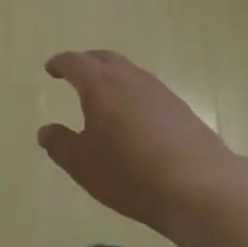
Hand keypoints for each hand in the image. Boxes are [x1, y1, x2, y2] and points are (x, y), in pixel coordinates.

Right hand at [39, 49, 230, 238]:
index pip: (75, 62)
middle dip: (86, 63)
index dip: (60, 64)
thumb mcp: (82, 164)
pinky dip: (133, 95)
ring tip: (104, 96)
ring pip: (129, 72)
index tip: (50, 69)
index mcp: (100, 85)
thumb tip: (46, 131)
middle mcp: (129, 79)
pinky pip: (148, 91)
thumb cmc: (130, 173)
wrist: (201, 187)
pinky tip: (134, 119)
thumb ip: (59, 144)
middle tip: (75, 74)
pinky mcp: (181, 110)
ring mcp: (159, 92)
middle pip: (104, 58)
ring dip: (112, 77)